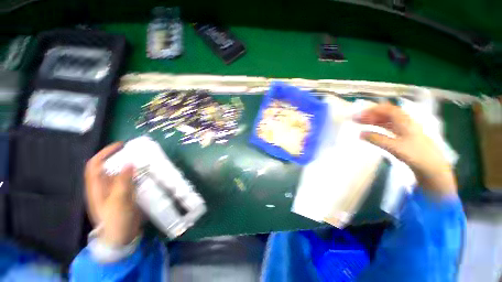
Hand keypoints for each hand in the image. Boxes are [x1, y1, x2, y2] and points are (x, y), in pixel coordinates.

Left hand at [85, 142, 142, 245]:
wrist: (121, 238)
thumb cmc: (116, 221)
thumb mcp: (119, 200)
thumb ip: (123, 181)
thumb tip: (129, 162)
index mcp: (97, 188)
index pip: (95, 165)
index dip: (105, 153)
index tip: (121, 145)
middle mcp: (104, 187)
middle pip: (109, 167)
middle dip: (120, 157)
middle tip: (136, 152)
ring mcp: (115, 192)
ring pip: (120, 174)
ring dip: (130, 165)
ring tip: (143, 160)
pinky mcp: (125, 195)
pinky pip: (129, 180)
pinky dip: (136, 174)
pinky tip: (145, 173)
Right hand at [355, 103, 456, 197]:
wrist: (432, 166)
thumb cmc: (415, 154)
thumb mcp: (394, 147)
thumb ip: (376, 139)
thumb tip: (360, 133)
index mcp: (404, 121)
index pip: (387, 109)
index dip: (372, 110)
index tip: (359, 114)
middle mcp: (404, 122)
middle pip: (385, 113)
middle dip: (370, 114)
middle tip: (356, 119)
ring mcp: (404, 128)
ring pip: (386, 120)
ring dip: (373, 120)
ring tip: (360, 123)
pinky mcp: (403, 136)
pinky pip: (388, 127)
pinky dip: (378, 127)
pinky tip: (371, 131)